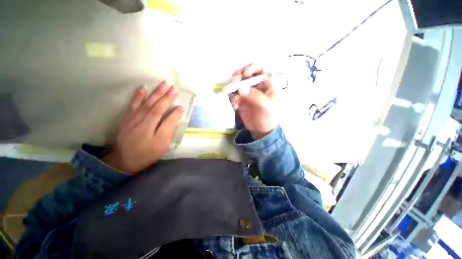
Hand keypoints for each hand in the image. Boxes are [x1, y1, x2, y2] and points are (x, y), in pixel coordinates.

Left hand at [102, 82, 183, 174]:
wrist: (124, 161)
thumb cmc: (148, 154)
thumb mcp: (163, 144)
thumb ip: (170, 128)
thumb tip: (178, 113)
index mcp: (150, 128)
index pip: (162, 113)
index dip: (171, 106)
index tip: (179, 99)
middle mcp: (140, 121)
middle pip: (154, 106)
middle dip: (164, 95)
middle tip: (173, 86)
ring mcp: (132, 119)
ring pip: (145, 103)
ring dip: (154, 93)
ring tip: (163, 84)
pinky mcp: (127, 120)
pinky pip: (132, 106)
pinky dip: (137, 97)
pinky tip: (142, 88)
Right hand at [228, 64, 276, 138]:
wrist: (261, 130)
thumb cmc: (268, 117)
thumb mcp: (266, 106)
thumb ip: (255, 96)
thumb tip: (241, 89)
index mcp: (267, 84)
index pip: (260, 68)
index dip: (252, 68)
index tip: (245, 74)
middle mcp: (256, 85)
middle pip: (245, 74)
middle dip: (237, 77)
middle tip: (233, 84)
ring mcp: (247, 92)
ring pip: (237, 84)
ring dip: (232, 89)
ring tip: (233, 99)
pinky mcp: (240, 99)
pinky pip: (233, 95)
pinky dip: (232, 99)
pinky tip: (235, 106)